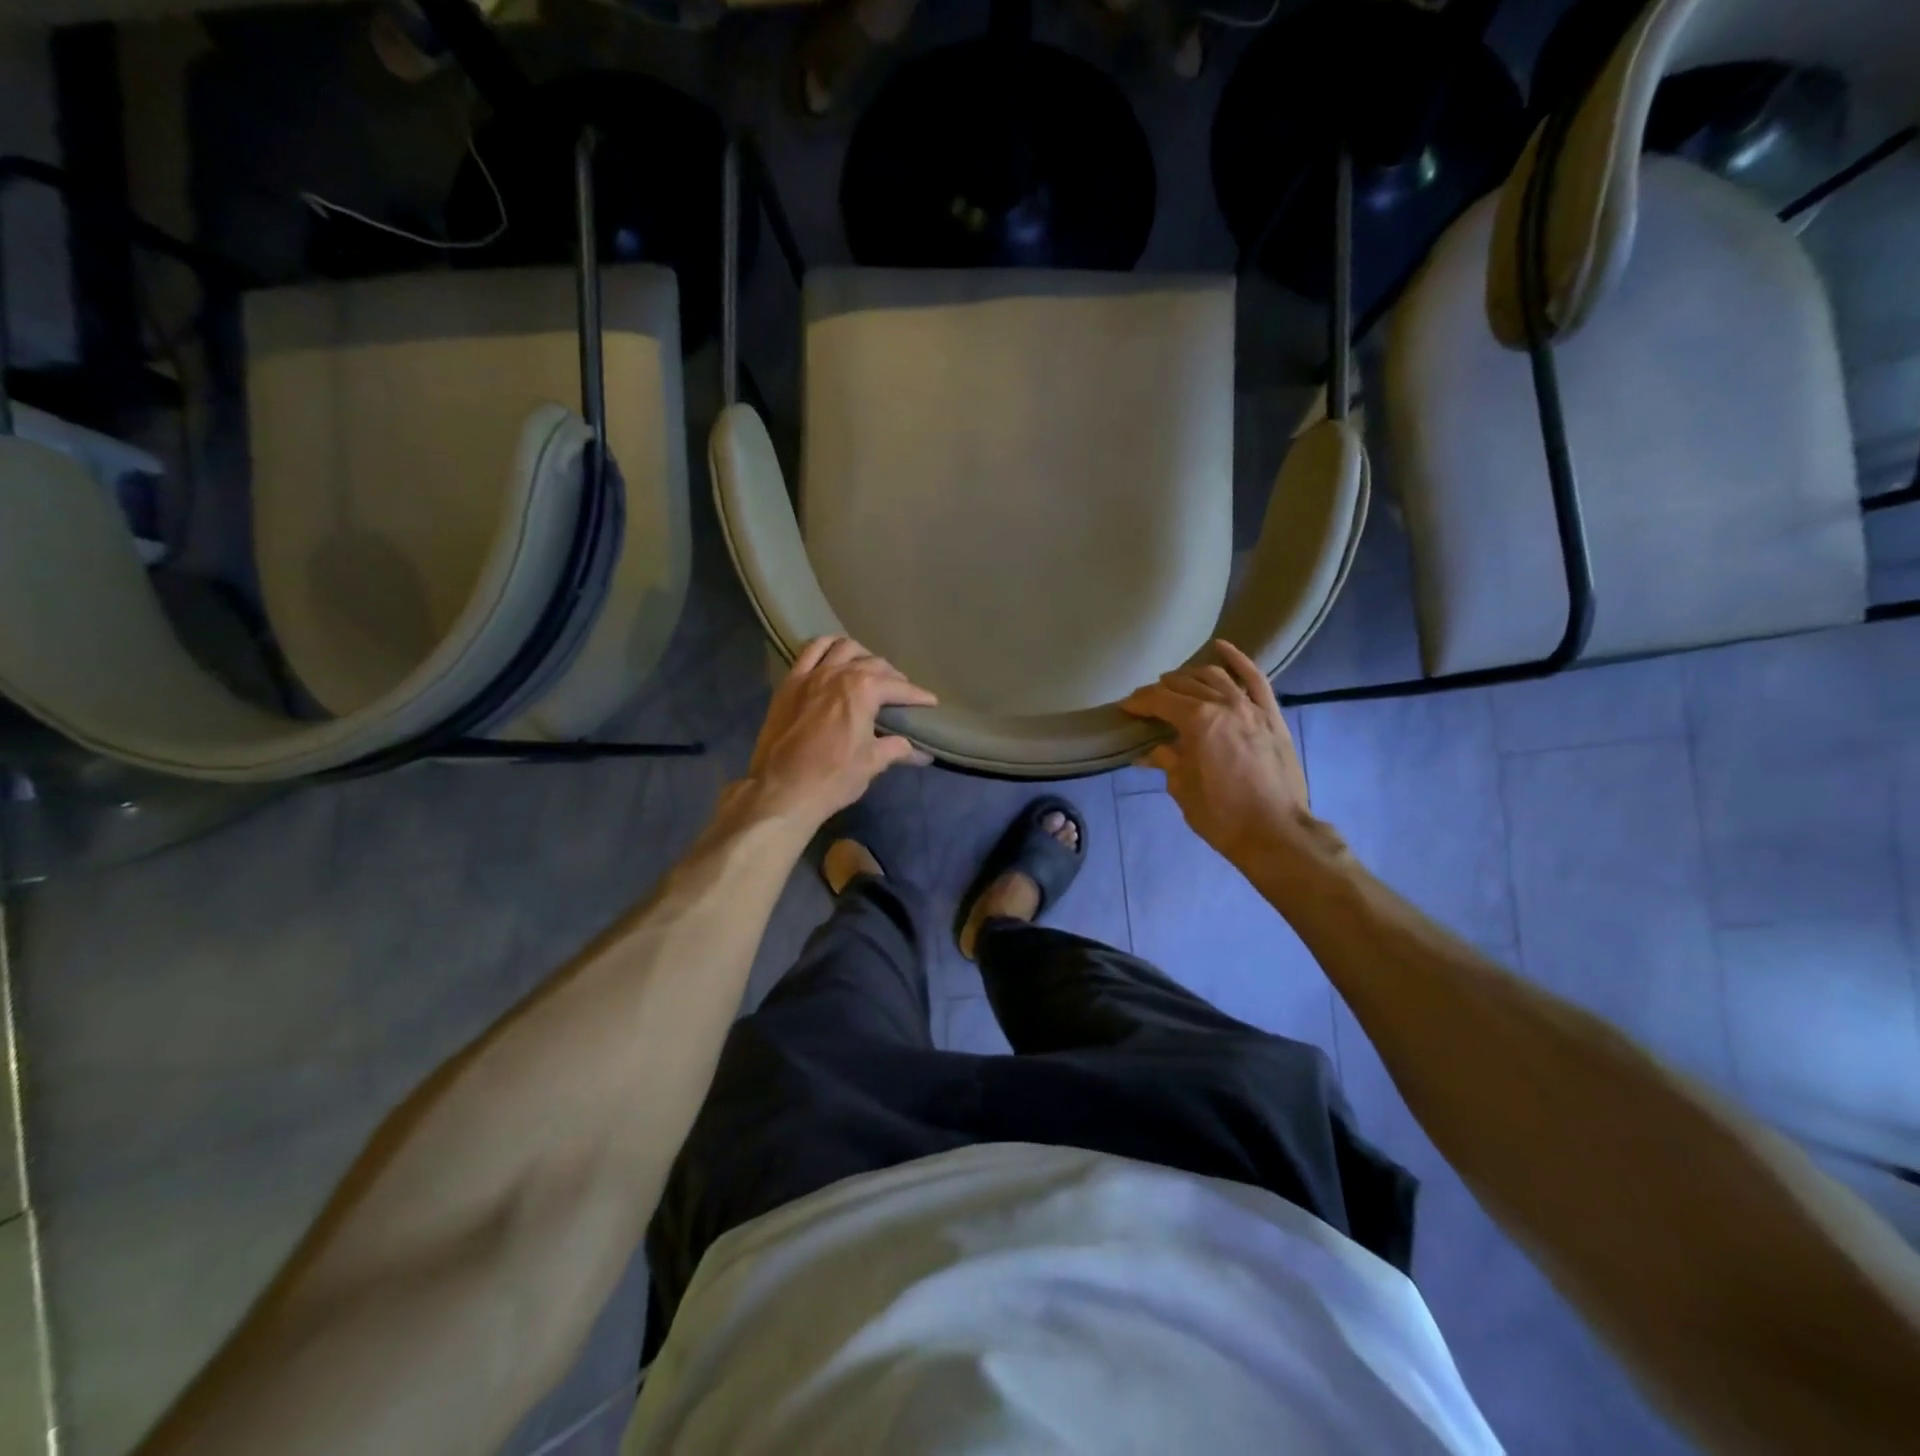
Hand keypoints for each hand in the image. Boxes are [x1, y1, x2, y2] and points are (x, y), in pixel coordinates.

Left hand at [738, 636, 936, 829]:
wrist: (781, 790)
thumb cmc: (833, 777)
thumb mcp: (872, 763)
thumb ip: (897, 749)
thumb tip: (921, 752)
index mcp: (863, 690)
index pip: (899, 687)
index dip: (918, 696)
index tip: (930, 702)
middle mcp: (838, 672)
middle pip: (874, 664)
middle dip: (893, 677)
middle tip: (901, 695)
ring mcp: (811, 674)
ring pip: (843, 648)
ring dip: (862, 655)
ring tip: (868, 670)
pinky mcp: (790, 682)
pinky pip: (810, 651)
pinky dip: (827, 647)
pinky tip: (834, 656)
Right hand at [1121, 640, 1312, 863]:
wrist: (1274, 832)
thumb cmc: (1221, 814)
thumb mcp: (1182, 788)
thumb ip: (1166, 760)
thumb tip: (1149, 752)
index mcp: (1197, 722)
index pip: (1160, 700)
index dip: (1139, 702)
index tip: (1125, 708)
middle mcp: (1224, 705)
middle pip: (1184, 686)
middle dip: (1161, 690)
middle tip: (1147, 701)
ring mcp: (1251, 707)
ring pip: (1215, 676)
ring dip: (1191, 675)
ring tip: (1176, 682)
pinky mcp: (1272, 716)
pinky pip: (1255, 679)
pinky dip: (1238, 660)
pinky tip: (1221, 648)